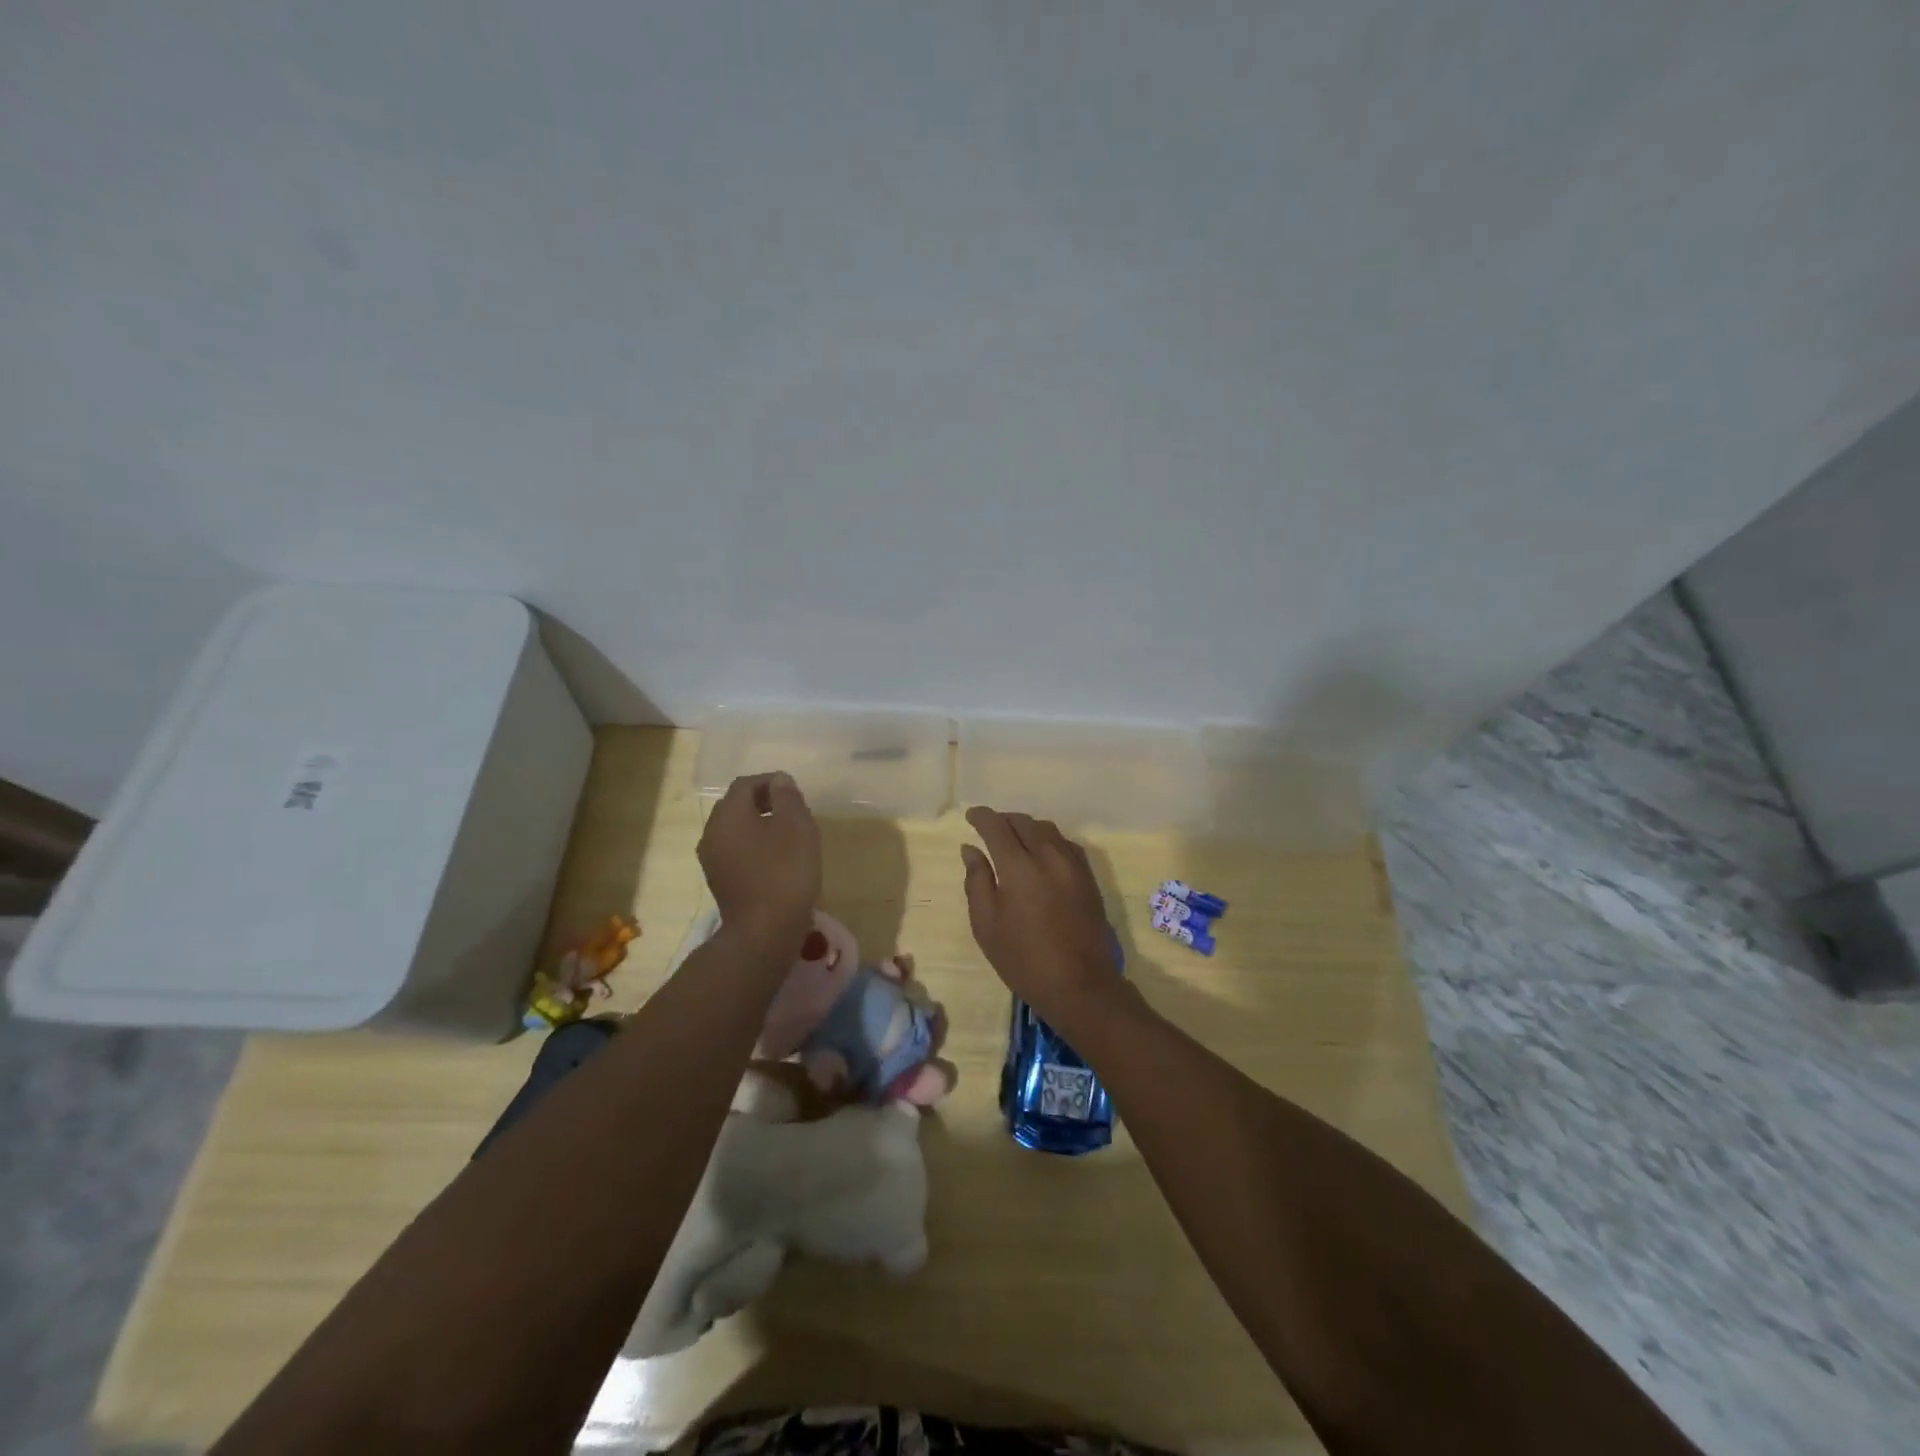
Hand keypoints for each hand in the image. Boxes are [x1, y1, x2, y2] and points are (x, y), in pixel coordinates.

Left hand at [699, 772, 820, 957]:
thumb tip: (779, 780)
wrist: (765, 932)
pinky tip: (778, 861)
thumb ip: (787, 797)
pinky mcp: (720, 882)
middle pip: (736, 806)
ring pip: (735, 831)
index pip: (745, 785)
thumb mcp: (797, 826)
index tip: (794, 792)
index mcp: (728, 816)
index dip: (770, 782)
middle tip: (792, 811)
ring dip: (759, 826)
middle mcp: (712, 834)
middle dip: (763, 802)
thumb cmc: (785, 872)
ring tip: (788, 837)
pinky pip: (736, 852)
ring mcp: (712, 861)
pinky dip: (754, 848)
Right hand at [960, 807, 1118, 1021]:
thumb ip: (977, 881)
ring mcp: (1073, 864)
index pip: (997, 827)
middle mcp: (1048, 856)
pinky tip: (1042, 853)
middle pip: (1024, 822)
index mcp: (1019, 867)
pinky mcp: (1088, 876)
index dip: (982, 817)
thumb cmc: (1023, 959)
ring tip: (1013, 839)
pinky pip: (1065, 843)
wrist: (1080, 984)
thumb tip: (971, 849)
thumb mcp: (986, 925)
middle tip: (989, 828)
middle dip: (1003, 820)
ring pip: (1047, 829)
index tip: (971, 816)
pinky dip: (1048, 839)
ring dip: (1027, 827)